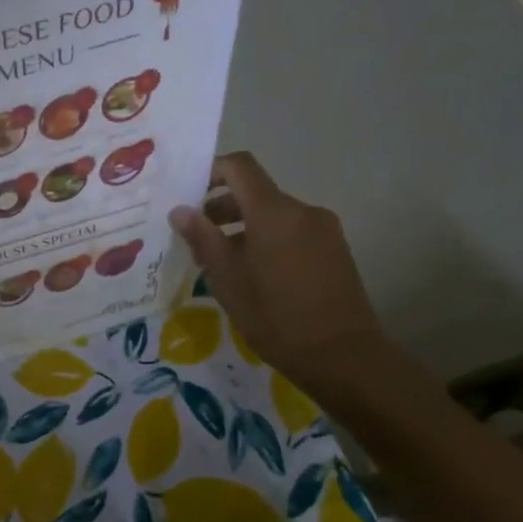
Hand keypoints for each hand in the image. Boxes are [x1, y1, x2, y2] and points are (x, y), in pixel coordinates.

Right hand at [167, 152, 385, 389]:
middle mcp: (302, 211)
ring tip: (219, 261)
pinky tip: (251, 274)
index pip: (240, 167)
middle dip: (221, 207)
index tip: (187, 194)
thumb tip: (180, 210)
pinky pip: (291, 232)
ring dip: (242, 227)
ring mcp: (323, 230)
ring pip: (273, 215)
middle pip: (255, 192)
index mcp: (274, 212)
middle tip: (194, 237)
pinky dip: (265, 240)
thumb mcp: (227, 279)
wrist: (342, 354)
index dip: (211, 171)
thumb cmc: (275, 316)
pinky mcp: (334, 250)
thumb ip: (203, 238)